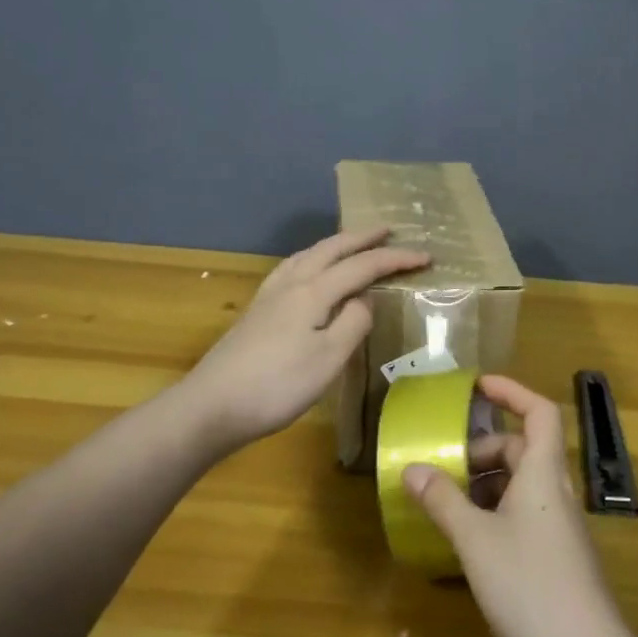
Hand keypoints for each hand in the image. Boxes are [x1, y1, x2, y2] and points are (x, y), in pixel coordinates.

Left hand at [183, 227, 428, 451]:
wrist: (212, 406)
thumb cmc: (277, 386)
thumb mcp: (329, 359)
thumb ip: (353, 323)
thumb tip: (364, 299)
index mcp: (313, 292)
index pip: (362, 266)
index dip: (395, 259)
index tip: (425, 256)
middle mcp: (290, 284)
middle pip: (331, 249)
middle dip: (362, 237)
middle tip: (388, 230)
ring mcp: (269, 296)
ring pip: (307, 255)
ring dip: (334, 244)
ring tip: (350, 243)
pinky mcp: (256, 311)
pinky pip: (291, 268)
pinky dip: (311, 259)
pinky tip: (306, 272)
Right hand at [405, 375, 635, 636]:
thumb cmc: (531, 588)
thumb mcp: (476, 541)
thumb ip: (443, 501)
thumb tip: (413, 468)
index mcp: (544, 474)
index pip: (538, 412)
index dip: (511, 391)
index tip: (475, 387)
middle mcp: (556, 492)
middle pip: (523, 450)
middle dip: (483, 450)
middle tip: (444, 465)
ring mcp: (559, 527)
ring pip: (522, 486)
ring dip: (485, 485)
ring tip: (446, 503)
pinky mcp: (556, 558)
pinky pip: (523, 516)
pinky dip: (494, 515)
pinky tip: (467, 542)